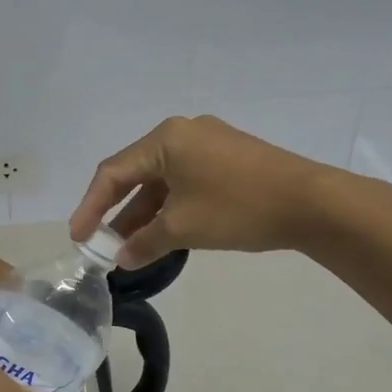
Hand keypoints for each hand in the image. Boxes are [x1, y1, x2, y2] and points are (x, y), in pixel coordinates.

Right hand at [69, 115, 345, 267]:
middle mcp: (183, 133)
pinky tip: (164, 233)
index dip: (90, 207)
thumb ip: (144, 242)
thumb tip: (121, 259)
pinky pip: (185, 181)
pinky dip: (170, 206)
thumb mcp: (183, 228)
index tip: (78, 238)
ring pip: (163, 180)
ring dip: (145, 212)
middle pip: (136, 173)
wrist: (312, 203)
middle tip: (102, 244)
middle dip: (117, 212)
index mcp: (165, 139)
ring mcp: (209, 143)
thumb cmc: (238, 208)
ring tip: (129, 246)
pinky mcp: (228, 157)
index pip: (113, 173)